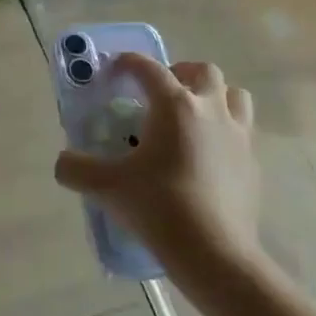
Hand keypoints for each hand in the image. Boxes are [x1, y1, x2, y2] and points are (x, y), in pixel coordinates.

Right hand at [52, 54, 262, 283]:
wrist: (214, 253)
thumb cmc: (160, 207)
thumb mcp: (107, 188)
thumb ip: (77, 169)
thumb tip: (63, 162)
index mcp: (175, 105)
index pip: (149, 68)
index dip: (129, 63)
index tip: (115, 69)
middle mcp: (211, 109)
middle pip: (203, 71)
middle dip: (181, 73)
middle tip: (162, 94)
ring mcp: (238, 135)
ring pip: (234, 95)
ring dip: (215, 96)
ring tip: (195, 115)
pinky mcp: (252, 163)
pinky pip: (243, 132)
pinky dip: (226, 132)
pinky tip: (209, 156)